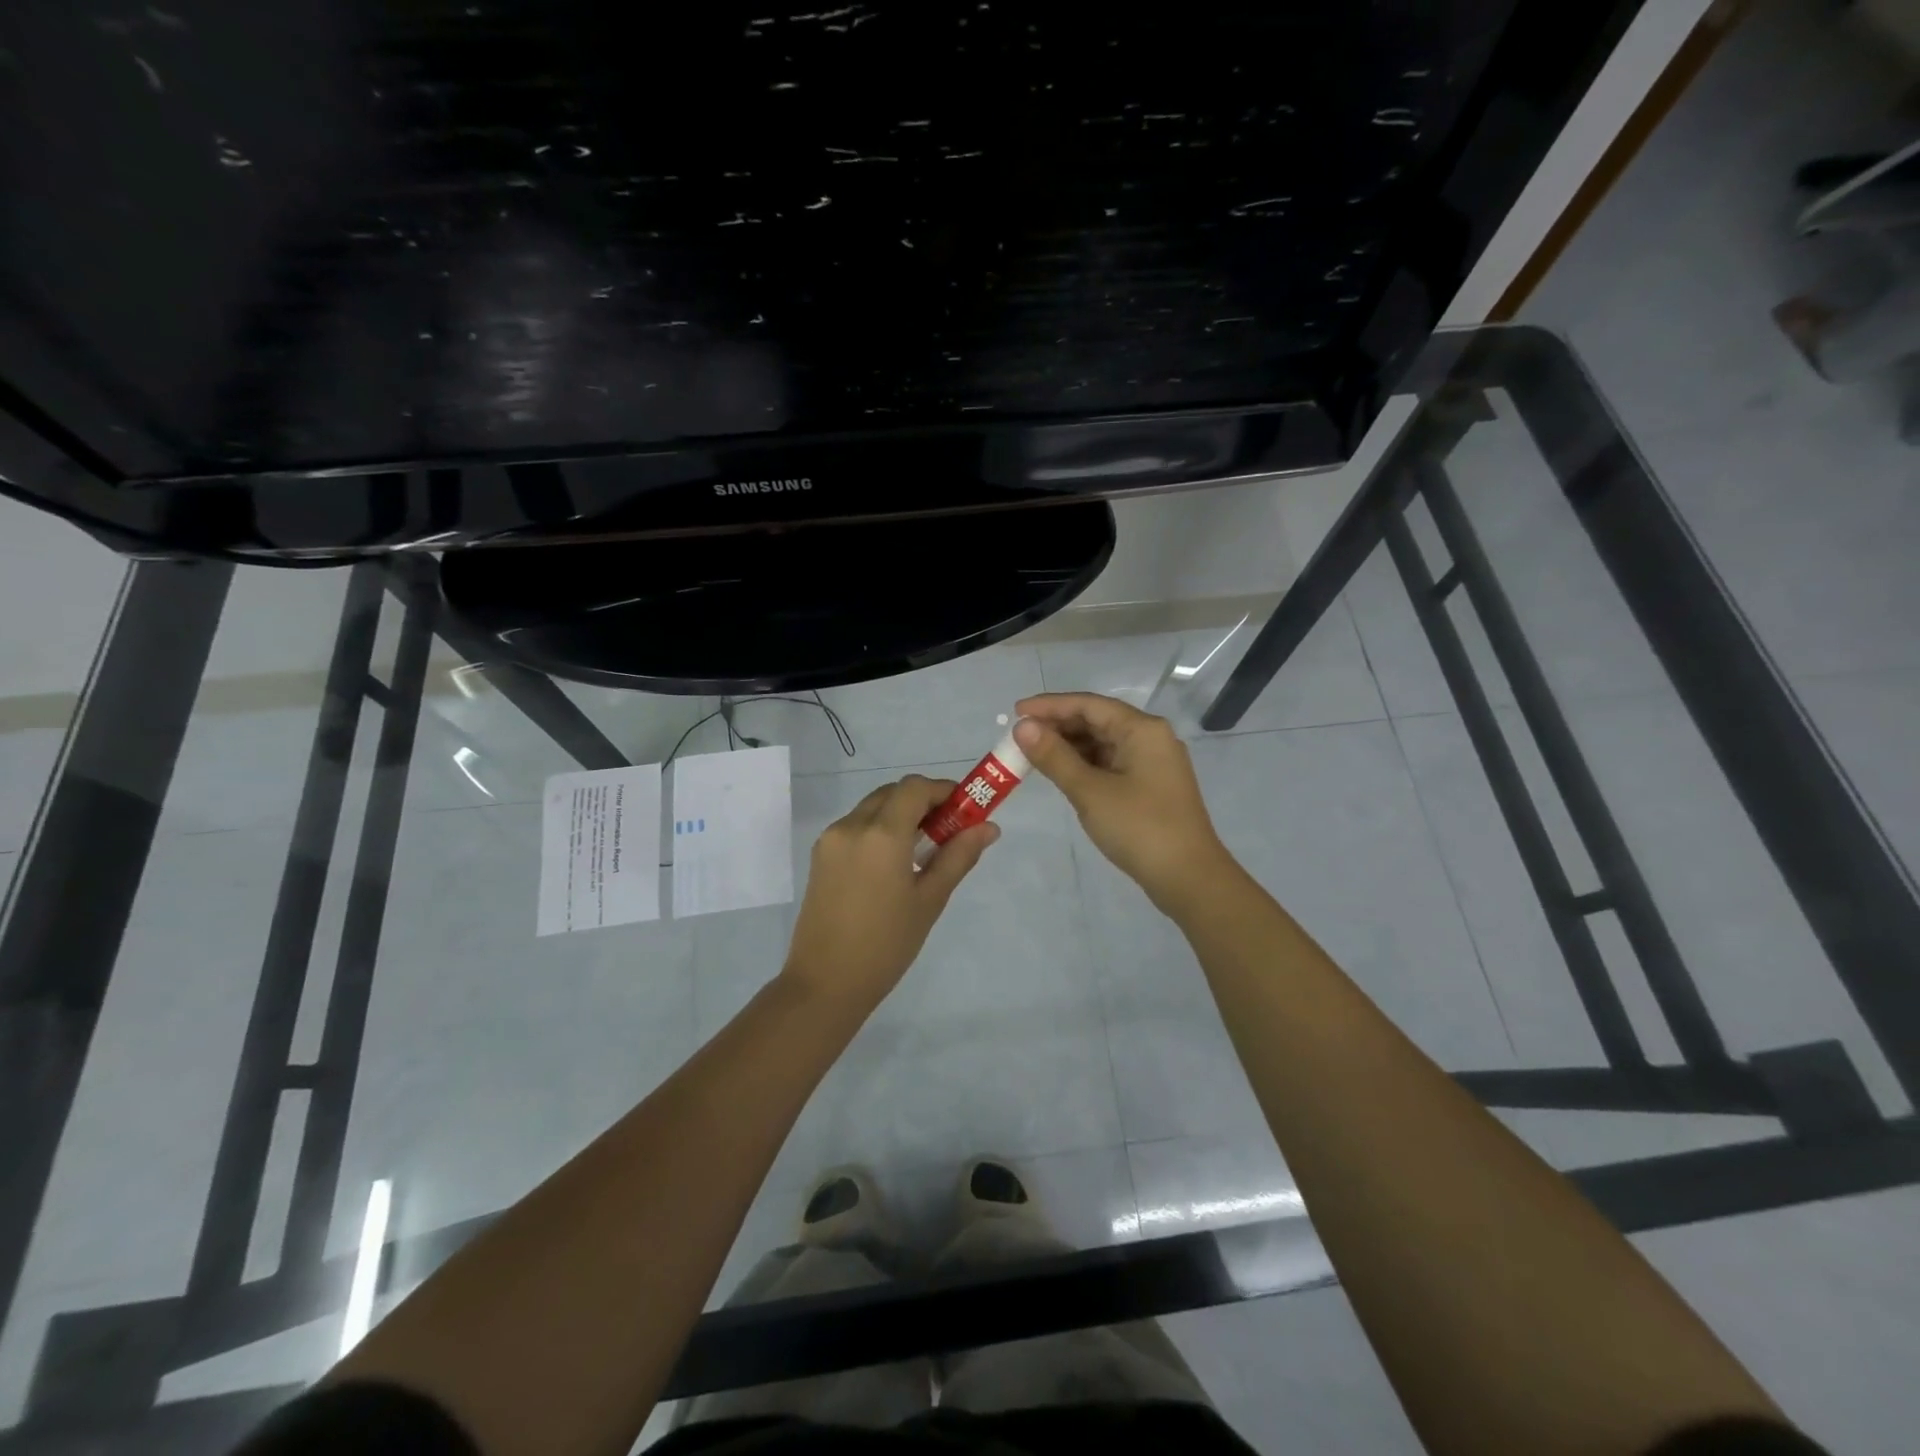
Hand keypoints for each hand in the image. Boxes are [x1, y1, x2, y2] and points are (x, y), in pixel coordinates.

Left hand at [781, 774, 998, 1009]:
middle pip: (893, 793)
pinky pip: (856, 827)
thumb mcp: (929, 900)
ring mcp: (831, 839)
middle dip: (923, 802)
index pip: (915, 788)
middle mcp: (851, 825)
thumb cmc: (886, 944)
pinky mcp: (820, 856)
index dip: (944, 790)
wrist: (825, 983)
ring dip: (900, 815)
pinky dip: (879, 830)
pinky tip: (894, 864)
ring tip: (923, 851)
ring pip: (872, 808)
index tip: (965, 810)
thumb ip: (958, 856)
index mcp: (881, 834)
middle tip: (948, 831)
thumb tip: (988, 827)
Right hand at [1013, 692, 1234, 911]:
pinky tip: (1062, 773)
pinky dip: (1084, 764)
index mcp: (1142, 729)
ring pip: (1103, 743)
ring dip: (1069, 746)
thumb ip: (1054, 756)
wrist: (1189, 878)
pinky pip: (1111, 763)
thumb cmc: (1139, 828)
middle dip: (1057, 726)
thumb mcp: (1090, 791)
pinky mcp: (1150, 786)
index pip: (1088, 704)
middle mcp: (1150, 737)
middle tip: (1020, 738)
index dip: (1049, 706)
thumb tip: (1023, 726)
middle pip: (1097, 720)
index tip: (1015, 712)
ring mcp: (1152, 763)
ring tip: (1033, 755)